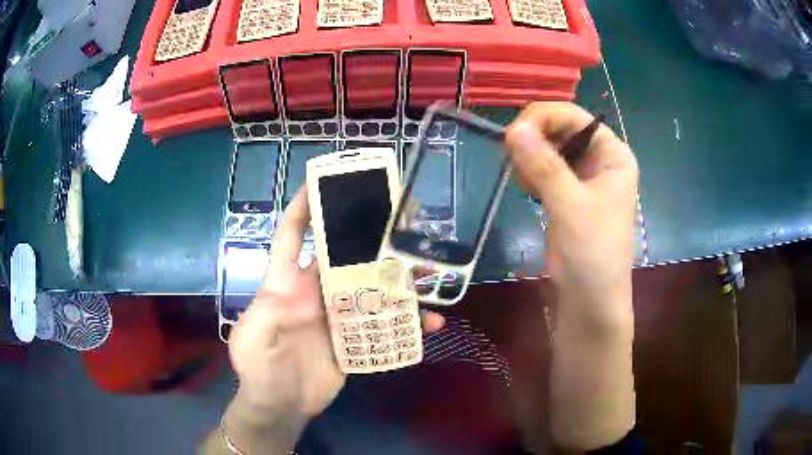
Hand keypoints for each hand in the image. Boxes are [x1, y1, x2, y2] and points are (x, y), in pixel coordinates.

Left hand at [218, 187, 444, 453]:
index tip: (321, 181)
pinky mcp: (355, 337)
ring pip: (372, 286)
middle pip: (343, 254)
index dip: (303, 207)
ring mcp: (338, 314)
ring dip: (399, 279)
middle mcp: (315, 291)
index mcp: (286, 283)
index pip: (291, 235)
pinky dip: (408, 322)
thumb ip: (268, 313)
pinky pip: (385, 323)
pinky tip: (430, 324)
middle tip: (399, 219)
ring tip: (428, 272)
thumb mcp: (252, 338)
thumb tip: (300, 292)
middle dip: (366, 234)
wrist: (281, 406)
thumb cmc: (259, 368)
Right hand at [506, 102, 637, 323]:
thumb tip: (512, 128)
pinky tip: (527, 189)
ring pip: (549, 146)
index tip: (511, 136)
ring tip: (525, 183)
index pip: (573, 116)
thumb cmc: (592, 254)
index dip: (541, 118)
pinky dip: (531, 171)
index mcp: (613, 153)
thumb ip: (544, 165)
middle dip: (534, 138)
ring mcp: (584, 175)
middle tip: (513, 160)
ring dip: (530, 156)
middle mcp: (600, 158)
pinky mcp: (568, 191)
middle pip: (560, 127)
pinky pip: (544, 166)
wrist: (590, 300)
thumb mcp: (570, 207)